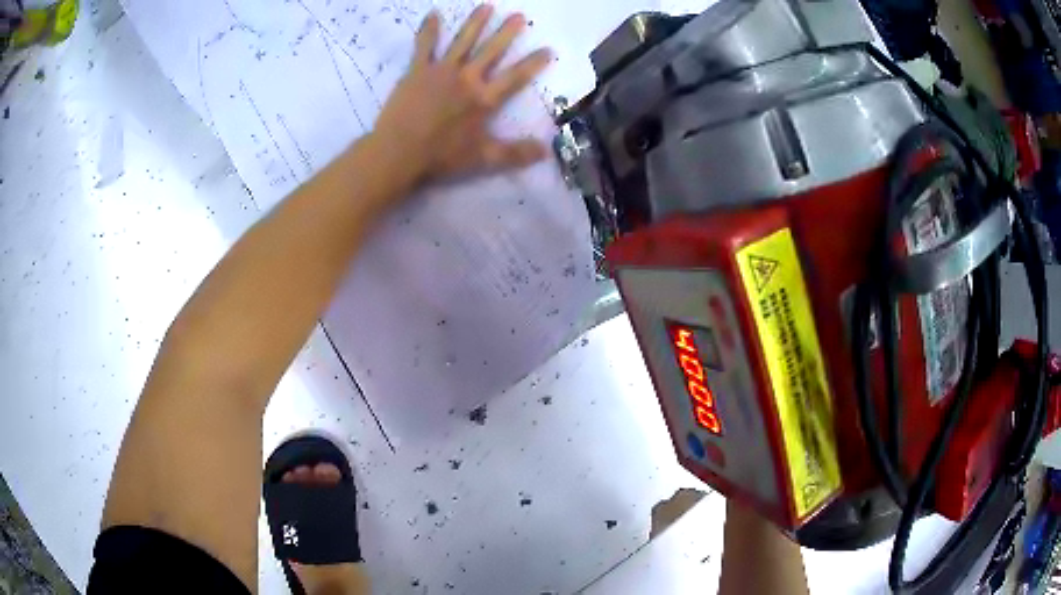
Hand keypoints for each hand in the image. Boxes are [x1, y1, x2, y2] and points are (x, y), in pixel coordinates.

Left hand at [371, 5, 551, 183]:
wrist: (398, 152)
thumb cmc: (440, 156)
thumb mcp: (482, 158)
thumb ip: (515, 153)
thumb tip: (545, 151)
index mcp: (484, 99)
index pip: (515, 77)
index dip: (533, 63)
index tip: (547, 48)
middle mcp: (467, 78)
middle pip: (491, 51)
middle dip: (506, 33)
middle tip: (518, 16)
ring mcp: (441, 71)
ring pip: (462, 41)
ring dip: (475, 23)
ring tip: (487, 6)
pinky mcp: (417, 71)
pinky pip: (424, 46)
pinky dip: (429, 30)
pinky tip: (433, 14)